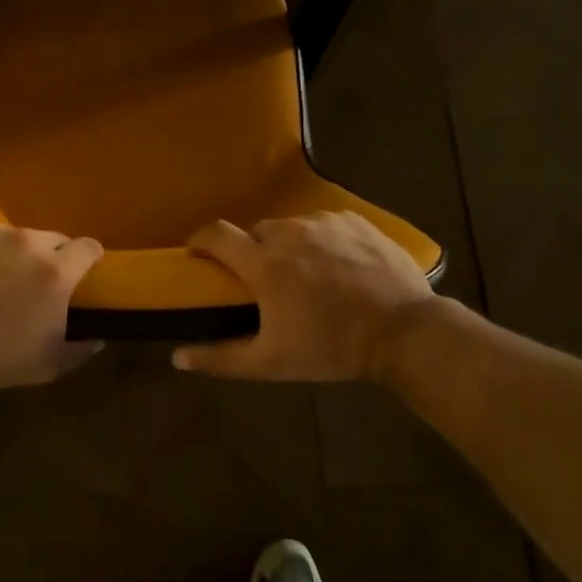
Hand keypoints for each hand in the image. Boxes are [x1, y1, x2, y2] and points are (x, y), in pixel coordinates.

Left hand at [0, 224, 103, 387]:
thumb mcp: (44, 366)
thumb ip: (78, 351)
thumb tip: (97, 340)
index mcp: (56, 272)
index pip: (88, 248)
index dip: (92, 258)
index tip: (87, 272)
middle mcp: (29, 242)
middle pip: (55, 238)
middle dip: (55, 256)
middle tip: (39, 282)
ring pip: (18, 237)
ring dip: (18, 253)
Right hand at [172, 212, 436, 381]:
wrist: (404, 331)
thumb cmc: (331, 347)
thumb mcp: (272, 362)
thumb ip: (221, 358)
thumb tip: (177, 357)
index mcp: (264, 263)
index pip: (216, 234)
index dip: (200, 239)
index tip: (198, 253)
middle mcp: (289, 232)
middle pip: (257, 233)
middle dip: (254, 252)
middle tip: (267, 281)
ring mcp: (324, 222)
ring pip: (292, 227)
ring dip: (290, 246)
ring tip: (308, 274)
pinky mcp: (354, 220)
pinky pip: (324, 224)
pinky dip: (322, 240)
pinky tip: (338, 265)